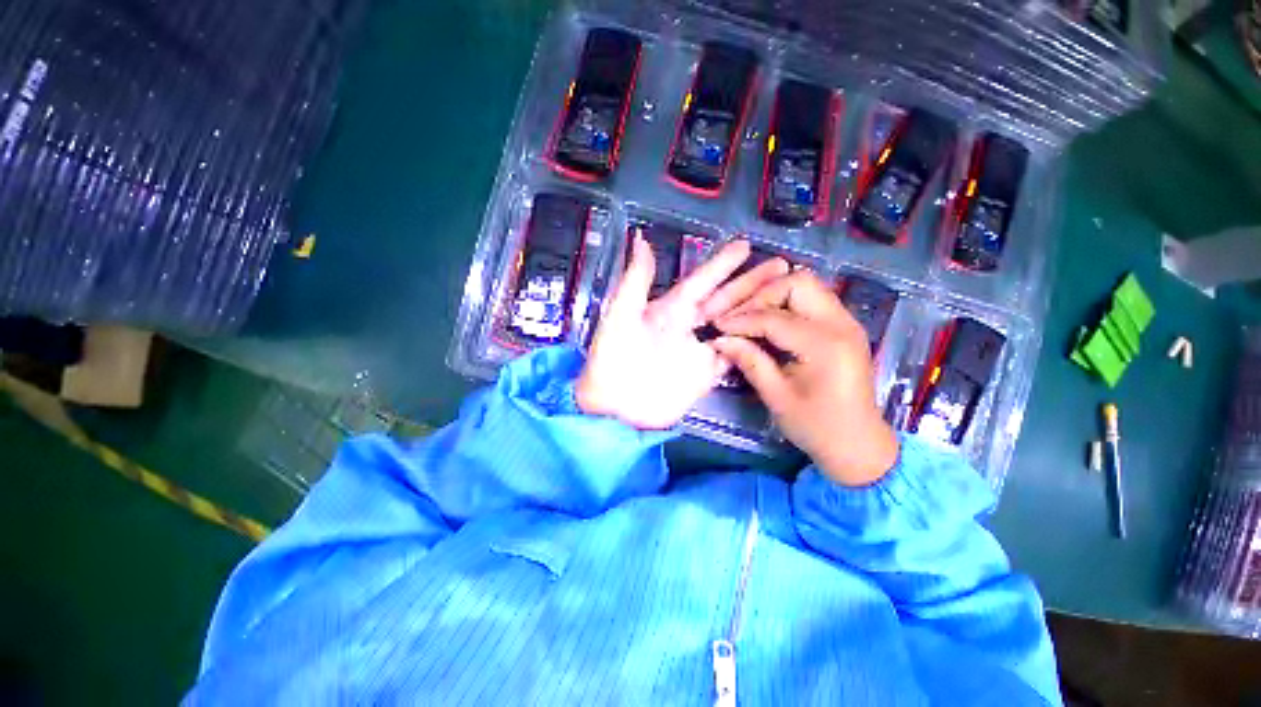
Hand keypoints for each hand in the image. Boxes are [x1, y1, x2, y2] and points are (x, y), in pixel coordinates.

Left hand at [576, 237, 787, 428]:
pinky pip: (734, 356)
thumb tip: (641, 239)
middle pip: (726, 299)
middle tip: (783, 266)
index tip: (746, 245)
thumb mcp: (620, 315)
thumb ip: (635, 280)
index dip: (722, 264)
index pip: (702, 281)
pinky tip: (773, 336)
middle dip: (752, 282)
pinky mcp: (705, 375)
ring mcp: (699, 351)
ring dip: (758, 310)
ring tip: (785, 295)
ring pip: (735, 324)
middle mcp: (688, 326)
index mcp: (670, 309)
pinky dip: (751, 346)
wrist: (616, 406)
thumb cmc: (613, 358)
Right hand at [711, 271, 899, 486]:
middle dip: (761, 295)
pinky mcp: (843, 325)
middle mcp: (841, 324)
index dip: (740, 320)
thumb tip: (718, 339)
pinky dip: (785, 303)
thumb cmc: (816, 426)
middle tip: (736, 316)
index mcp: (825, 345)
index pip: (774, 317)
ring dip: (773, 295)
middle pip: (797, 282)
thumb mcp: (776, 397)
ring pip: (805, 285)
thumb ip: (749, 361)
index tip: (716, 326)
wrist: (858, 443)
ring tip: (748, 316)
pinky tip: (767, 322)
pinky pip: (811, 299)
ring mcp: (845, 321)